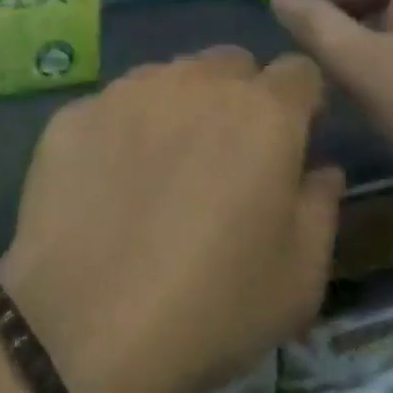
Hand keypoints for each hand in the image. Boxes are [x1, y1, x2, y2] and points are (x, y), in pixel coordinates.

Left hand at [0, 47, 342, 392]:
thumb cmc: (212, 308)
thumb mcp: (300, 278)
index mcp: (263, 113)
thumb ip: (320, 207)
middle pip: (230, 65)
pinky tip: (105, 184)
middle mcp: (194, 82)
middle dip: (239, 97)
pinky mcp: (73, 113)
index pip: (298, 71)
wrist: (84, 327)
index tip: (293, 140)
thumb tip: (319, 169)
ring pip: (167, 77)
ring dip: (177, 107)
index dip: (302, 102)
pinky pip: (111, 107)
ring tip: (161, 169)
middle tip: (226, 156)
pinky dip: (120, 131)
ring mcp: (125, 92)